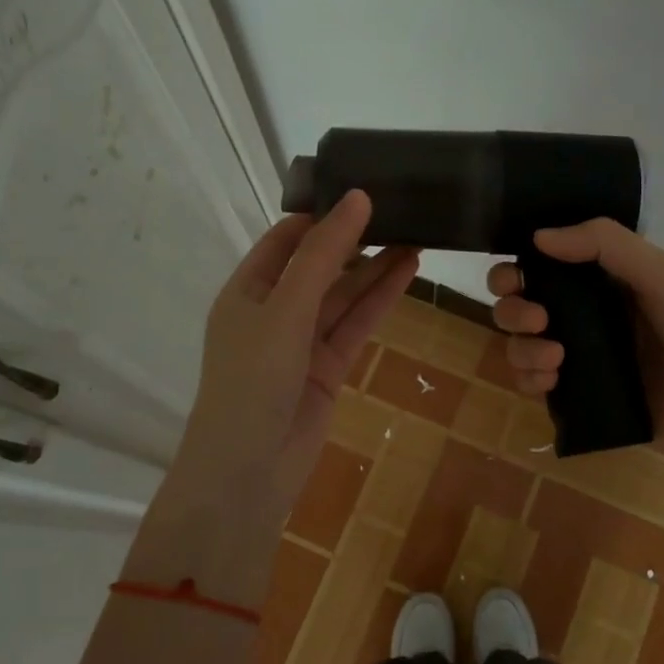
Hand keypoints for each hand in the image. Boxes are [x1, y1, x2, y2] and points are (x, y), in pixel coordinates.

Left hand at [173, 190, 416, 520]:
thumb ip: (322, 255)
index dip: (322, 215)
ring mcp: (301, 342)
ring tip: (417, 236)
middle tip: (401, 212)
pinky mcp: (327, 369)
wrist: (248, 472)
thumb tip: (356, 198)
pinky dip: (380, 301)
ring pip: (344, 296)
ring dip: (376, 269)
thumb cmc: (253, 380)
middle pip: (320, 266)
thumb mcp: (285, 308)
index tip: (364, 191)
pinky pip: (355, 325)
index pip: (286, 240)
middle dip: (356, 241)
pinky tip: (408, 273)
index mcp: (246, 290)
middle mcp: (273, 311)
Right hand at [487, 219, 663, 491]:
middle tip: (536, 318)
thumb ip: (604, 244)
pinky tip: (551, 380)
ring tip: (555, 356)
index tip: (513, 277)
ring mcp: (582, 360)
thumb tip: (537, 236)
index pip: (543, 266)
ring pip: (523, 346)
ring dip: (521, 347)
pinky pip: (537, 386)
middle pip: (522, 306)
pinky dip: (531, 380)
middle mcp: (586, 317)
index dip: (518, 268)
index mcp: (604, 281)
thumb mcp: (662, 273)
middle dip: (512, 309)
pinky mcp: (582, 400)